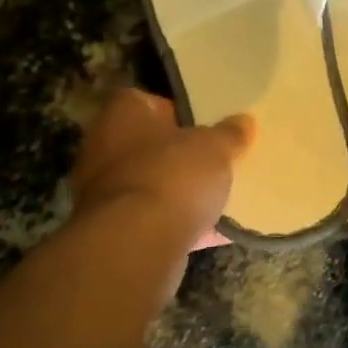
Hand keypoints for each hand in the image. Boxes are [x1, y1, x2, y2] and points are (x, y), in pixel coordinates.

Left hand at [69, 88, 253, 237]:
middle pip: (149, 146)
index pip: (147, 101)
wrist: (135, 245)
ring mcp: (103, 193)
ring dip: (179, 193)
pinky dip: (178, 225)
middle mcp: (103, 148)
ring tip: (219, 198)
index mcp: (122, 114)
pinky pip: (153, 221)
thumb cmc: (172, 176)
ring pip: (151, 185)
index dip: (178, 112)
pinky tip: (213, 233)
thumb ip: (229, 134)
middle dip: (180, 156)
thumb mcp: (214, 147)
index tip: (205, 126)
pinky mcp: (112, 231)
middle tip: (215, 161)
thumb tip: (243, 122)